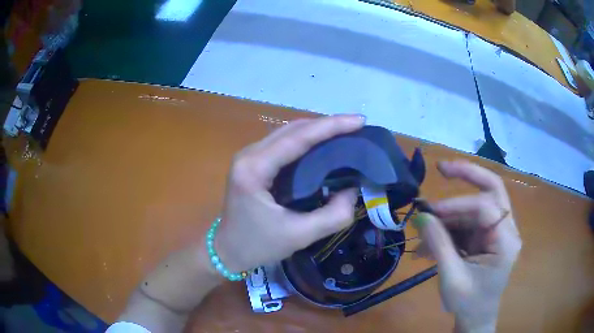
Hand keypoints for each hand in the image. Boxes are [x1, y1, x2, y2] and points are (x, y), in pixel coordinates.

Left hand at [215, 115, 364, 272]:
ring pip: (288, 133)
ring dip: (317, 130)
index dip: (331, 126)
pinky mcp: (253, 162)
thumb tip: (353, 191)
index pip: (297, 138)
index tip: (359, 120)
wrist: (226, 251)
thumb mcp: (299, 236)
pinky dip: (306, 140)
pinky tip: (323, 145)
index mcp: (254, 169)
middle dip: (327, 125)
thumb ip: (333, 216)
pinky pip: (283, 143)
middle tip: (357, 126)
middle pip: (292, 129)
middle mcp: (249, 154)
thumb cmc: (257, 246)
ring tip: (345, 132)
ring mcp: (249, 156)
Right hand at [413, 161, 521, 332]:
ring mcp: (497, 232)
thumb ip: (439, 245)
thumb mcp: (452, 278)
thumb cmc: (468, 303)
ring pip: (475, 207)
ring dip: (449, 214)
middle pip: (492, 190)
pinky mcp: (486, 237)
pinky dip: (449, 227)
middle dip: (467, 176)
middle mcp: (506, 230)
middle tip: (442, 168)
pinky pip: (468, 222)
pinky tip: (430, 242)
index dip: (457, 205)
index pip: (486, 207)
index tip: (430, 213)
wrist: (475, 318)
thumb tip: (421, 217)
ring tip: (423, 230)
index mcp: (506, 241)